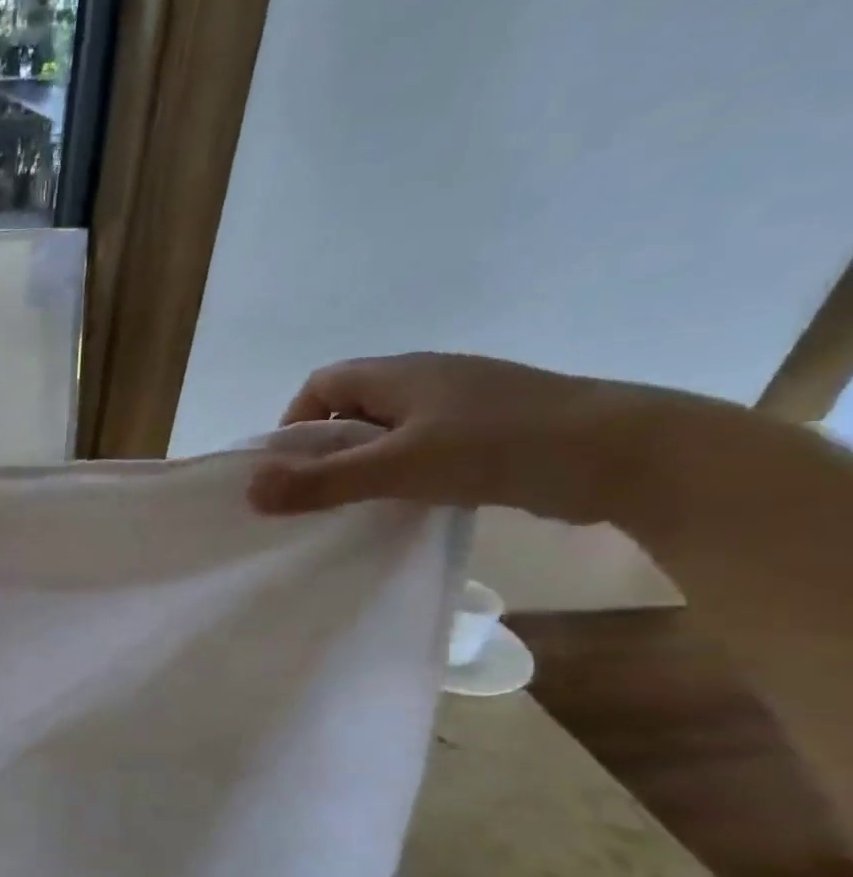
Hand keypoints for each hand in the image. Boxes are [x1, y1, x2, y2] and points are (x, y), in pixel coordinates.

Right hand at [247, 352, 652, 523]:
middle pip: (352, 407)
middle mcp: (426, 380)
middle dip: (326, 449)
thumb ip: (322, 482)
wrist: (628, 454)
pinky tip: (411, 502)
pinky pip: (423, 447)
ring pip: (388, 431)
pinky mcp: (489, 432)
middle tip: (319, 494)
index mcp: (400, 373)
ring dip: (365, 464)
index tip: (290, 470)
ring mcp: (462, 405)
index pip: (322, 384)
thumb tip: (248, 491)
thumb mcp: (398, 468)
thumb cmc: (500, 446)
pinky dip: (403, 473)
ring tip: (360, 504)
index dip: (295, 423)